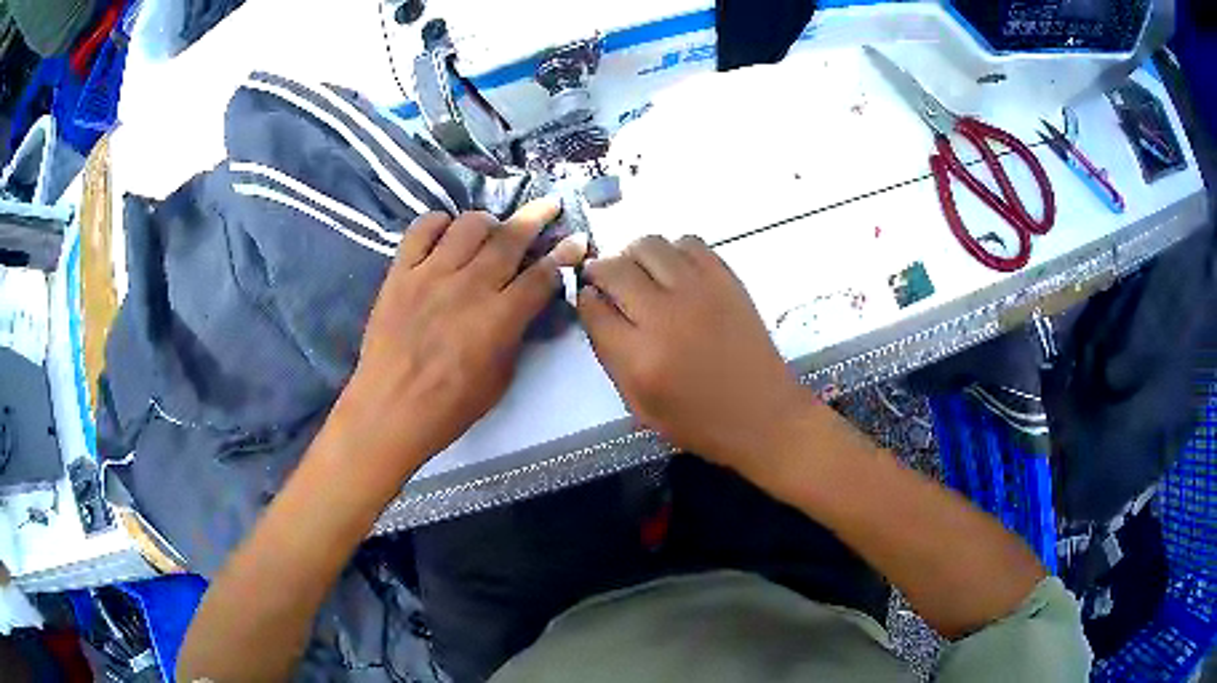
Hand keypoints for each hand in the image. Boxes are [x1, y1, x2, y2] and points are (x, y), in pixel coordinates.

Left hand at [337, 199, 588, 478]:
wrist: (390, 410)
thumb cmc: (450, 406)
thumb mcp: (500, 378)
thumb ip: (515, 334)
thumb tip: (524, 305)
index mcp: (499, 318)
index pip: (542, 275)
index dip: (564, 255)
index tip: (576, 240)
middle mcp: (469, 286)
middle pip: (510, 238)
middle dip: (537, 217)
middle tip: (550, 205)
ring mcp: (431, 275)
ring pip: (469, 225)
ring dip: (488, 222)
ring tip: (492, 230)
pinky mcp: (400, 273)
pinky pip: (421, 230)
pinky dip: (439, 223)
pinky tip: (446, 232)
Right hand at [578, 235, 812, 470]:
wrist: (763, 414)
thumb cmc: (699, 421)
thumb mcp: (640, 405)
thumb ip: (611, 356)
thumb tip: (595, 309)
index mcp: (640, 358)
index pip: (593, 309)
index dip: (584, 299)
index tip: (588, 298)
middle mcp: (665, 316)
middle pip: (615, 268)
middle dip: (601, 271)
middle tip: (607, 282)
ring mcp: (699, 291)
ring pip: (648, 245)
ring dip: (634, 256)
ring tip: (641, 274)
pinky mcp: (726, 279)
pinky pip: (688, 243)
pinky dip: (673, 251)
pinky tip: (675, 271)